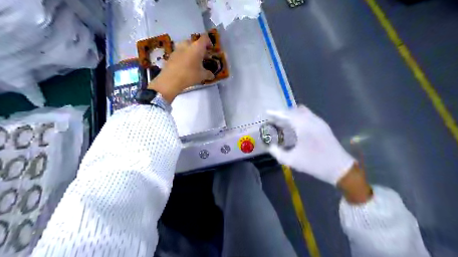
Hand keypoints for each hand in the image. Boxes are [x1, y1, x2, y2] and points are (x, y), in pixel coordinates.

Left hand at [148, 34, 216, 101]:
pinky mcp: (171, 54)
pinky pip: (180, 52)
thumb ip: (208, 74)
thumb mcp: (202, 76)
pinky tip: (185, 65)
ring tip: (194, 61)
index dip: (209, 42)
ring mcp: (178, 49)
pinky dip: (184, 56)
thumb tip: (212, 75)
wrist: (170, 80)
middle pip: (195, 42)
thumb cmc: (189, 75)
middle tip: (203, 57)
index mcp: (197, 47)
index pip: (205, 38)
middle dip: (199, 48)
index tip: (211, 49)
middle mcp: (187, 45)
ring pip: (186, 46)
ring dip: (191, 51)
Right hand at [267, 106, 355, 184]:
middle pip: (294, 110)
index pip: (286, 114)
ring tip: (283, 123)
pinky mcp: (324, 126)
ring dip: (292, 115)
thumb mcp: (292, 160)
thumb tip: (270, 147)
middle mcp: (312, 120)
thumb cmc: (314, 163)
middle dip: (283, 113)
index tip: (267, 112)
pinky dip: (300, 118)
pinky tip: (296, 127)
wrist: (339, 168)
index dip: (275, 112)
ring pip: (303, 112)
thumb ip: (277, 153)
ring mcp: (319, 122)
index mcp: (303, 126)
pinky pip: (309, 116)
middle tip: (274, 119)